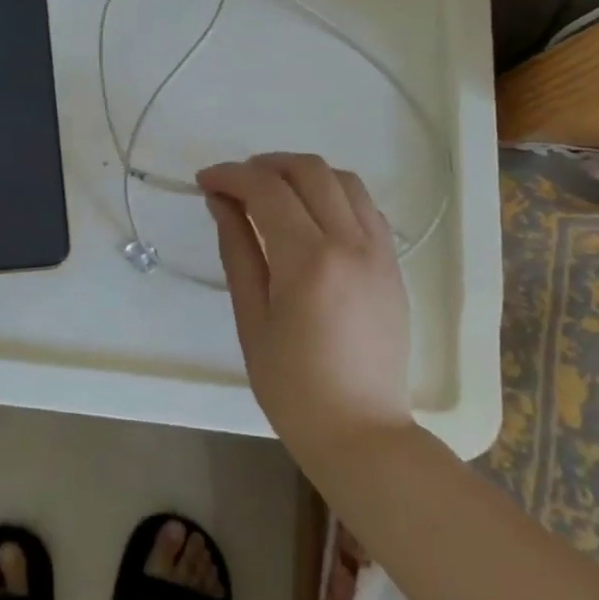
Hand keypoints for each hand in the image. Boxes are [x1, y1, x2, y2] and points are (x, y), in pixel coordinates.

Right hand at [197, 153, 412, 465]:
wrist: (362, 434)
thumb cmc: (293, 387)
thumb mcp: (252, 318)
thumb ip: (237, 250)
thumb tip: (221, 201)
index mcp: (308, 260)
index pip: (266, 188)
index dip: (230, 175)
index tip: (205, 181)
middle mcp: (350, 243)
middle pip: (308, 169)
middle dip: (265, 164)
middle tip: (236, 184)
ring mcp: (379, 251)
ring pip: (343, 179)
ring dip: (302, 173)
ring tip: (273, 193)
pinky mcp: (393, 264)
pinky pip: (365, 206)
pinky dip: (333, 194)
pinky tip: (311, 215)